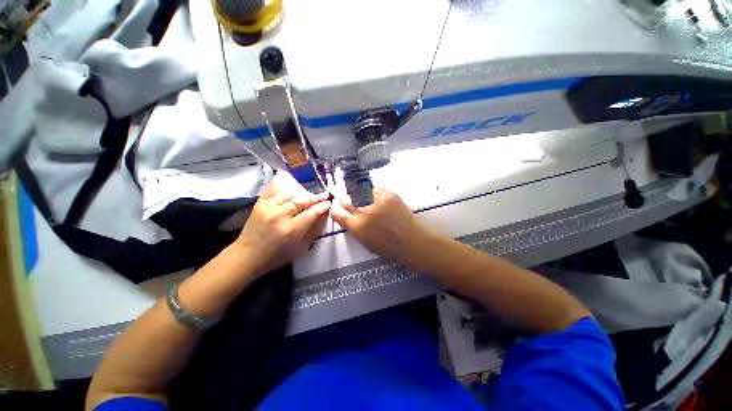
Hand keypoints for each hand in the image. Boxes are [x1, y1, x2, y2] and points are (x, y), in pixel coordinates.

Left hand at [234, 172, 330, 275]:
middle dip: (316, 197)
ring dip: (302, 194)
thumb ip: (314, 230)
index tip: (329, 203)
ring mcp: (269, 207)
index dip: (323, 206)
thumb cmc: (277, 256)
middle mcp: (281, 215)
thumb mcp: (301, 248)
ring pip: (291, 193)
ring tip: (308, 196)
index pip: (313, 212)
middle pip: (303, 201)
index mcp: (292, 229)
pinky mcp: (259, 203)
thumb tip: (323, 215)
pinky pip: (274, 188)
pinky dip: (284, 187)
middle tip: (324, 196)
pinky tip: (291, 187)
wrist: (247, 256)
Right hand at [329, 187, 430, 267]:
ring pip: (360, 192)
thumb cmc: (388, 247)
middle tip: (352, 203)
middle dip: (346, 201)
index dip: (336, 209)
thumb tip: (348, 216)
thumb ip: (354, 228)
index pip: (337, 213)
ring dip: (360, 196)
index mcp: (356, 227)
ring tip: (367, 200)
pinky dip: (375, 192)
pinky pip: (376, 188)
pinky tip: (379, 198)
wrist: (412, 242)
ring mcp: (376, 201)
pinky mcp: (388, 195)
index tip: (338, 208)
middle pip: (347, 200)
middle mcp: (363, 212)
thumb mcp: (365, 242)